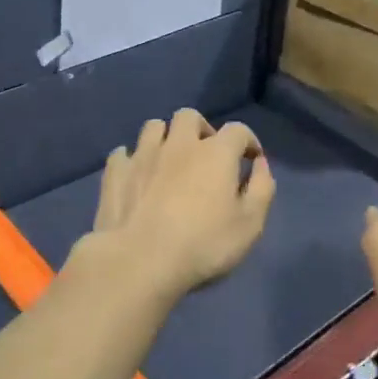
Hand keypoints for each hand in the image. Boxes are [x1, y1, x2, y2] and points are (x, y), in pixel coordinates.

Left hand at [87, 108, 274, 303]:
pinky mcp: (116, 173)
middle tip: (205, 154)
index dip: (248, 141)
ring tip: (169, 160)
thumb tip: (260, 164)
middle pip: (190, 117)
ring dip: (165, 138)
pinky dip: (132, 160)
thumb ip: (261, 189)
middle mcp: (179, 143)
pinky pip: (122, 154)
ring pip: (153, 127)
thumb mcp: (250, 224)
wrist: (139, 261)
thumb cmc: (203, 244)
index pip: (238, 130)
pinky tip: (136, 175)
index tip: (251, 159)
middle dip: (201, 129)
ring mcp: (143, 155)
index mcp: (216, 152)